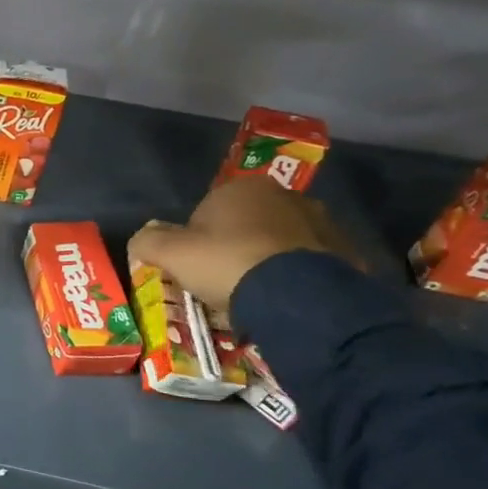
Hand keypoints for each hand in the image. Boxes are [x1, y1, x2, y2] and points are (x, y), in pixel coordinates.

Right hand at [127, 178, 355, 313]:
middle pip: (246, 225)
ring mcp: (320, 223)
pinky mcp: (345, 252)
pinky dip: (297, 277)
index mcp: (241, 188)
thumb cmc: (227, 263)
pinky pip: (309, 264)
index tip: (195, 268)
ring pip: (280, 243)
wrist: (298, 296)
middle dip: (235, 247)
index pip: (206, 212)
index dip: (196, 241)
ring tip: (257, 295)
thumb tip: (142, 240)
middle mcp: (284, 196)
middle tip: (224, 282)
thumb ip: (148, 241)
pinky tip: (285, 300)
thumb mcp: (169, 253)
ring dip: (268, 261)